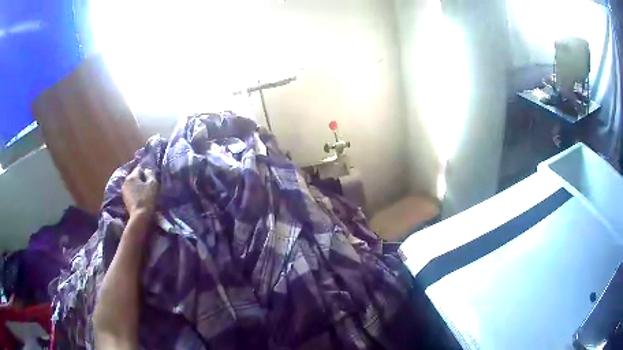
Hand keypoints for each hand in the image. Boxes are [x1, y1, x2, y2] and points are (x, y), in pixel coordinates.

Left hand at [122, 166, 158, 219]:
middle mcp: (125, 181)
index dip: (146, 173)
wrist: (139, 216)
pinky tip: (139, 198)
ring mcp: (124, 190)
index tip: (151, 180)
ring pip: (132, 184)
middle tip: (148, 186)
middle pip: (135, 176)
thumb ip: (150, 174)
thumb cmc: (147, 199)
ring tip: (143, 193)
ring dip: (137, 186)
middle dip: (141, 179)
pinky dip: (134, 192)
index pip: (139, 168)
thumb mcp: (153, 184)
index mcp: (132, 176)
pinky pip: (130, 191)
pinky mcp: (124, 198)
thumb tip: (147, 170)